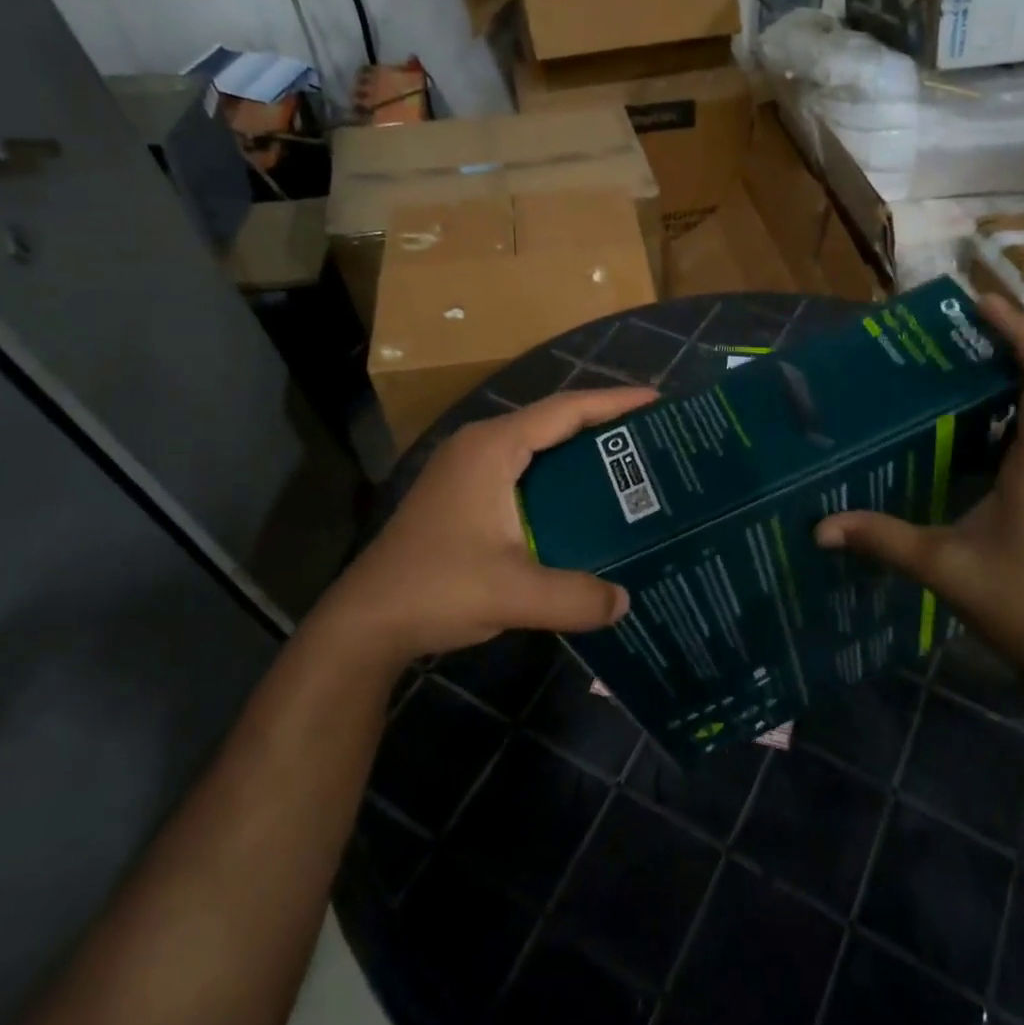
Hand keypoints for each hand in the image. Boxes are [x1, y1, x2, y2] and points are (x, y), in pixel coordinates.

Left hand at [319, 386, 656, 665]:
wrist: (366, 622)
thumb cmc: (437, 589)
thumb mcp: (514, 594)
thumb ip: (576, 596)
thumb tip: (625, 601)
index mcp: (493, 448)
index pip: (565, 410)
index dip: (614, 402)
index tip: (657, 401)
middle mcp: (480, 446)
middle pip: (553, 421)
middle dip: (603, 425)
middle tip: (652, 439)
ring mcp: (467, 469)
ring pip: (537, 446)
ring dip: (580, 452)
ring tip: (628, 467)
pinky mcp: (463, 494)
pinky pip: (523, 469)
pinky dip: (558, 475)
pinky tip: (583, 504)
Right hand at [815, 294, 1023, 669]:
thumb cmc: (1019, 602)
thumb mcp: (942, 566)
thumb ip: (882, 539)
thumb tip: (820, 526)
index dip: (1021, 332)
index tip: (981, 304)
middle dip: (1015, 338)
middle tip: (962, 319)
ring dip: (1015, 367)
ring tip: (963, 350)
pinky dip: (1011, 403)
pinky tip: (970, 411)